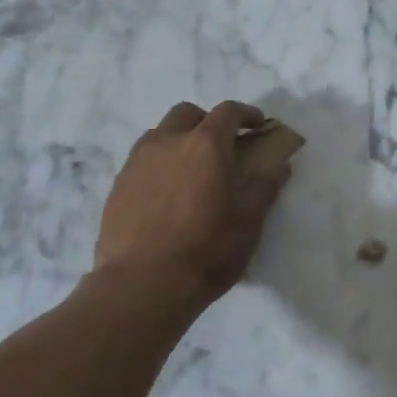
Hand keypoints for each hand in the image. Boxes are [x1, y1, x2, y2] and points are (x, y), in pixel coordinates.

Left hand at [94, 101, 291, 304]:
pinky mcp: (118, 186)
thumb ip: (265, 184)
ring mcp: (137, 162)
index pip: (228, 112)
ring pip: (160, 134)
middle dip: (208, 122)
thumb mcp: (250, 219)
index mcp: (205, 144)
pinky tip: (168, 195)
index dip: (246, 114)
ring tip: (192, 170)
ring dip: (180, 140)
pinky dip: (160, 164)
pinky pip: (142, 161)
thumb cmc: (207, 248)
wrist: (143, 284)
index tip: (258, 126)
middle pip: (188, 114)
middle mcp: (168, 142)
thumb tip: (279, 163)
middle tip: (223, 146)